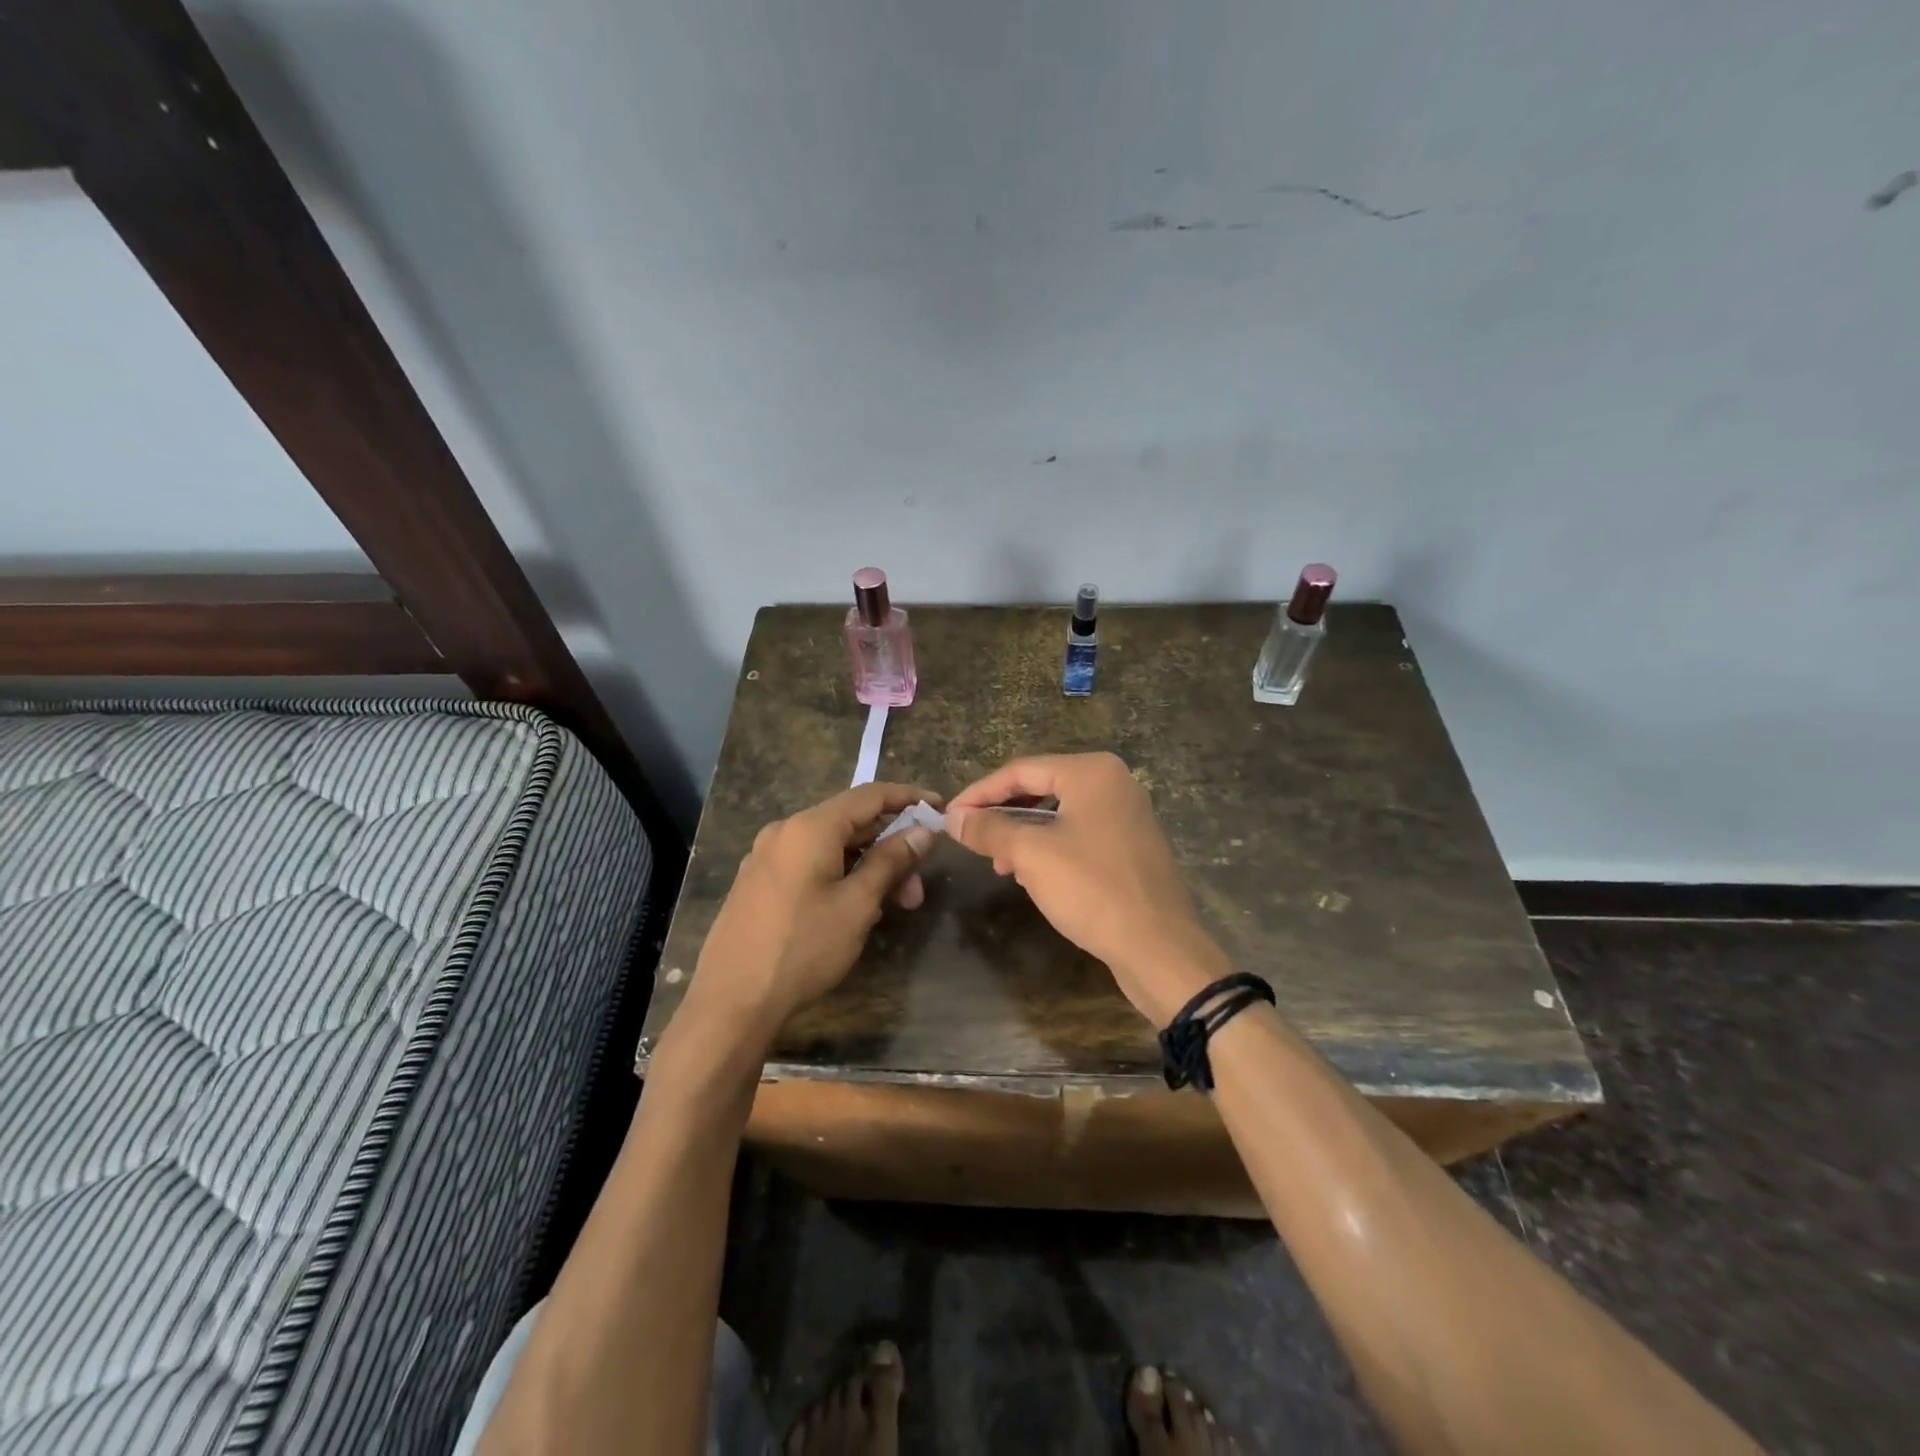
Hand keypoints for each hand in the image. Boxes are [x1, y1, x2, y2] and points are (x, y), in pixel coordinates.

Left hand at [684, 782, 940, 1044]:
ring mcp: (766, 857)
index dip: (908, 798)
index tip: (939, 808)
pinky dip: (841, 875)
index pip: (869, 795)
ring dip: (868, 867)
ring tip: (893, 906)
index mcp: (810, 827)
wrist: (731, 1001)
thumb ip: (891, 861)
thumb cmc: (803, 948)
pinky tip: (856, 908)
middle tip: (918, 887)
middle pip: (850, 823)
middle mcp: (785, 831)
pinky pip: (810, 864)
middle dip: (891, 847)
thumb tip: (923, 831)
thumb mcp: (857, 904)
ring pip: (831, 847)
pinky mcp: (758, 882)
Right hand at [945, 753, 1229, 1024]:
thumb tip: (952, 818)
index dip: (980, 793)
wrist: (1158, 947)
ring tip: (999, 864)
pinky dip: (1050, 847)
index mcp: (1092, 772)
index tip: (950, 816)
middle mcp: (1113, 782)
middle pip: (1041, 787)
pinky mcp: (1131, 845)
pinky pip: (1079, 833)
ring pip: (1059, 814)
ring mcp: (1127, 814)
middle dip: (1002, 814)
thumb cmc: (1091, 889)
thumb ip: (988, 829)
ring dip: (1024, 834)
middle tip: (971, 838)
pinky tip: (1032, 874)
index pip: (1021, 770)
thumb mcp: (1030, 855)